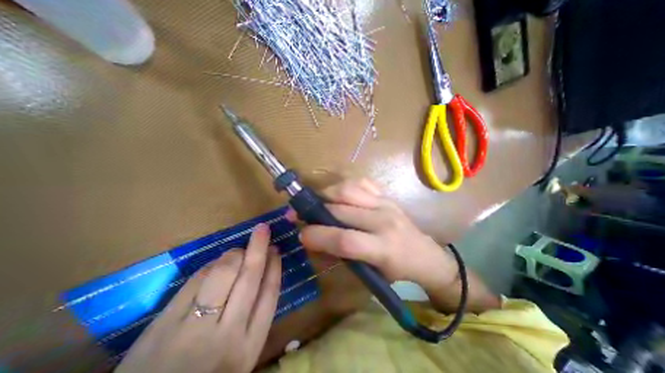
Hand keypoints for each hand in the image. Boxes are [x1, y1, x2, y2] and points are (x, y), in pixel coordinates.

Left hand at [115, 225, 279, 372]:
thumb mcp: (242, 354)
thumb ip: (255, 316)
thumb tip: (264, 272)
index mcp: (250, 344)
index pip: (270, 293)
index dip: (274, 266)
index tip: (276, 249)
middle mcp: (228, 334)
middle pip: (249, 278)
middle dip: (258, 248)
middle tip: (263, 229)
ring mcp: (194, 328)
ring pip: (223, 274)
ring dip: (234, 254)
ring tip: (239, 250)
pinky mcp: (164, 325)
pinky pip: (195, 281)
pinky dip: (209, 266)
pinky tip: (216, 263)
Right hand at [294, 179, 460, 292]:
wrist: (426, 256)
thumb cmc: (398, 273)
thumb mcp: (370, 275)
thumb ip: (341, 256)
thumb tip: (314, 241)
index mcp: (383, 249)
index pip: (345, 239)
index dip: (318, 236)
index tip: (301, 235)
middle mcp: (384, 221)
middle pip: (341, 209)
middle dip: (314, 211)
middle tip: (299, 214)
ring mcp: (386, 203)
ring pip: (348, 189)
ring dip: (327, 194)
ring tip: (318, 202)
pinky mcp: (387, 195)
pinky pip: (361, 182)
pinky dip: (345, 186)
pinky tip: (339, 195)